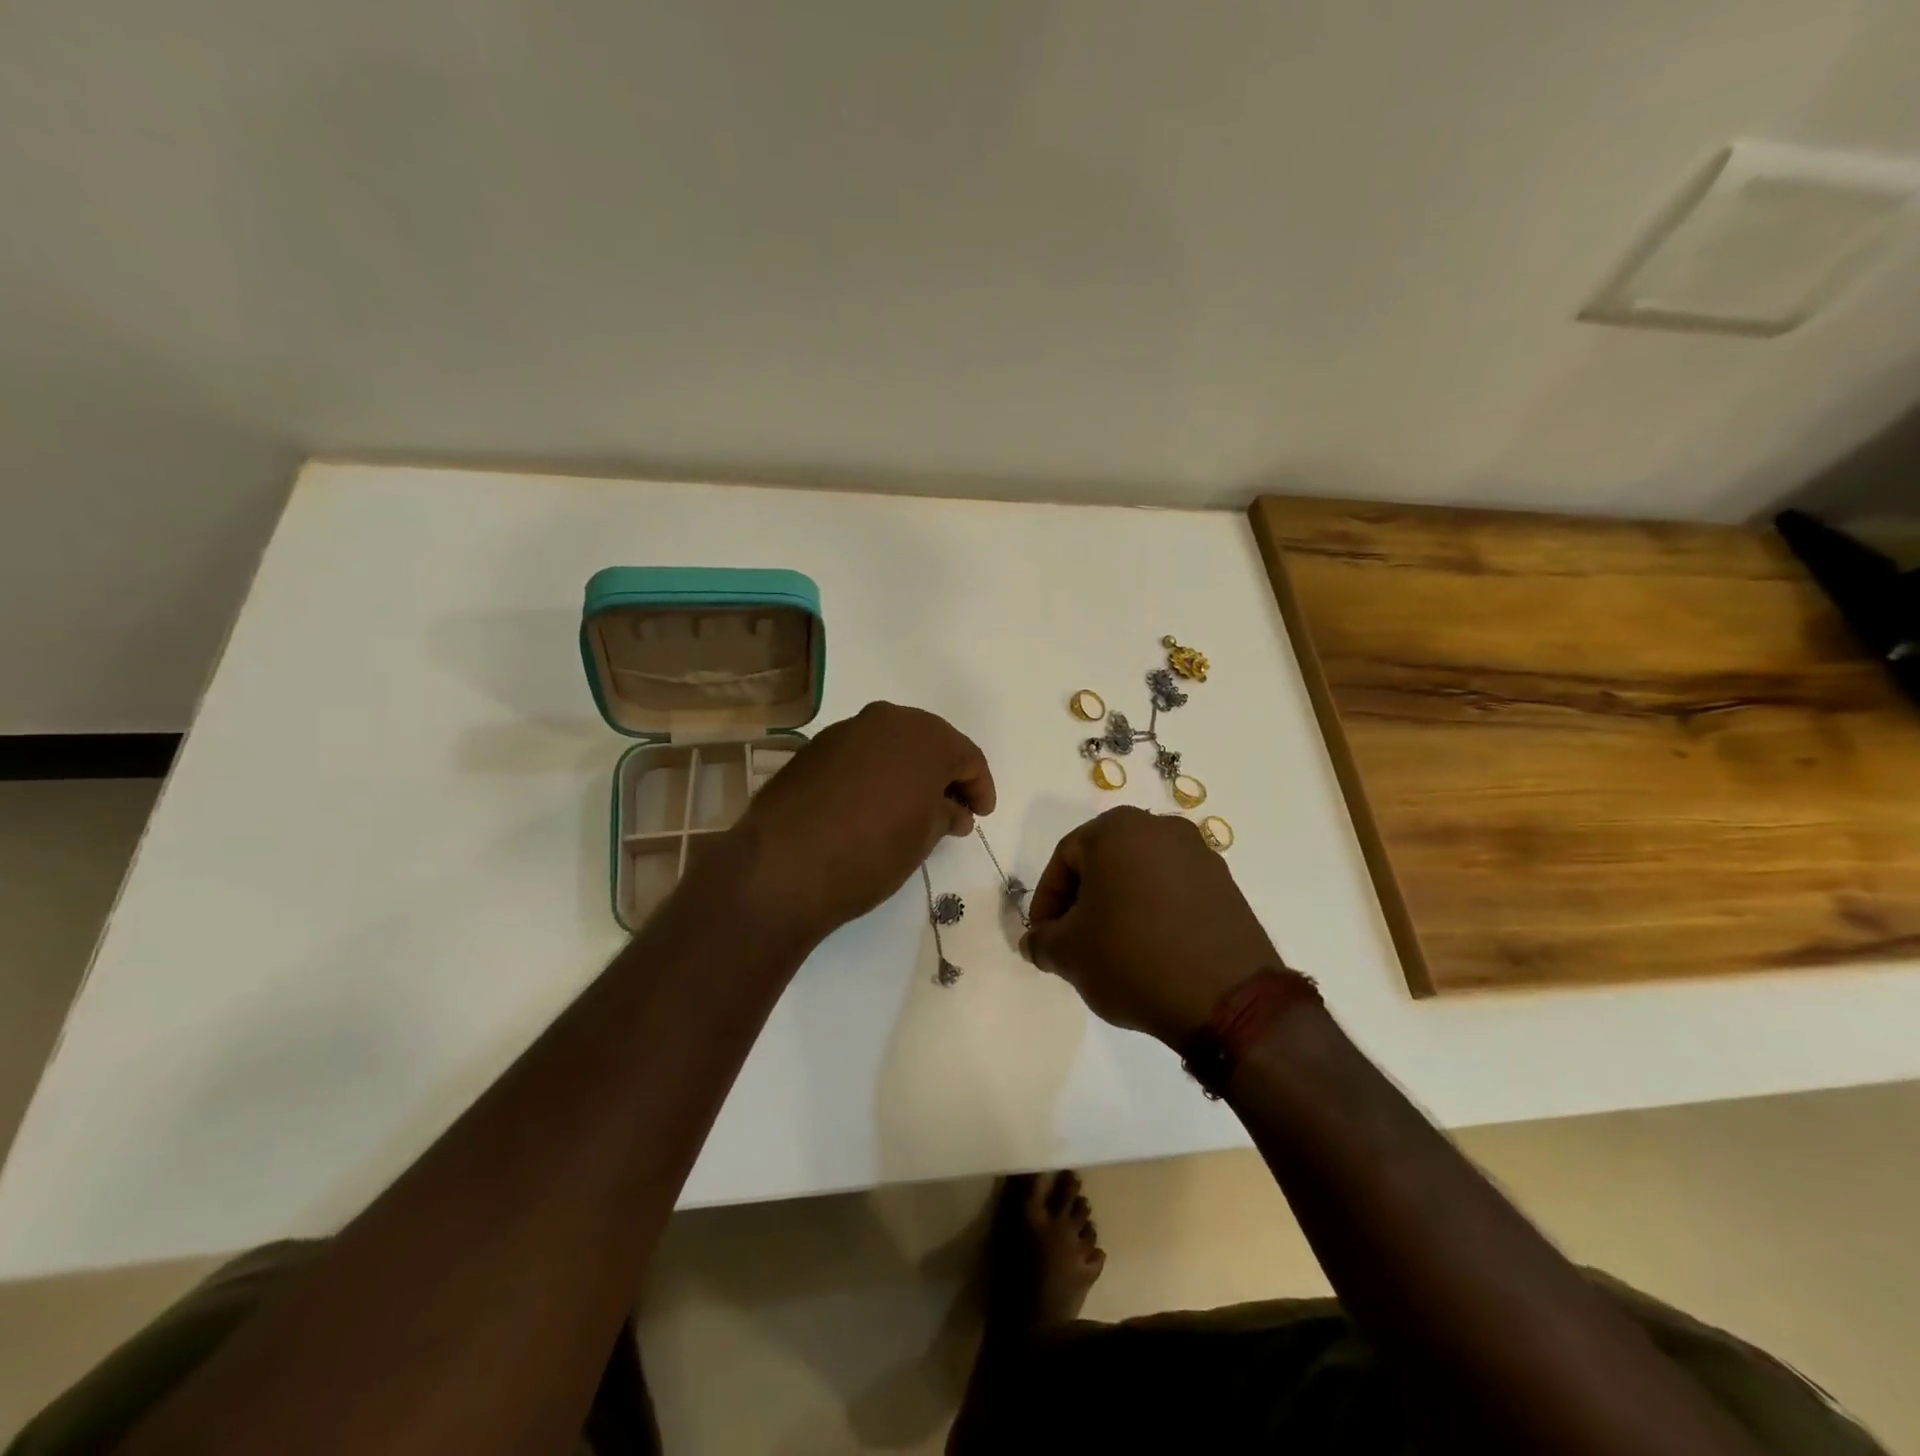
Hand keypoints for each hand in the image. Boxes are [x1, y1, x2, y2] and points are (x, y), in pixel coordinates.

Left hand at [730, 702, 995, 944]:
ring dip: (908, 770)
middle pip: (929, 742)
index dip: (979, 787)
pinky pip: (861, 753)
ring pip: (892, 744)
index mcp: (925, 737)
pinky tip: (873, 803)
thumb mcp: (923, 838)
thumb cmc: (871, 852)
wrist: (784, 867)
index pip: (967, 757)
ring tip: (912, 808)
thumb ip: (946, 814)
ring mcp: (846, 730)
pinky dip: (876, 772)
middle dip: (945, 774)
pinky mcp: (814, 748)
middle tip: (953, 809)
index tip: (981, 815)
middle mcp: (886, 720)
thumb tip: (953, 809)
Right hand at [1021, 807, 1278, 1045]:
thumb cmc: (1132, 958)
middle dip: (1083, 902)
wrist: (1227, 998)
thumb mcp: (1068, 954)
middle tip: (1074, 943)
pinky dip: (1155, 914)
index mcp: (1117, 828)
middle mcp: (1161, 828)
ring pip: (1140, 876)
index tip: (1044, 939)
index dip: (1047, 902)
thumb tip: (1036, 941)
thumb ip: (1041, 940)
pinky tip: (1151, 952)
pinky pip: (1174, 892)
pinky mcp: (1227, 885)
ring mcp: (1200, 854)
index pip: (1065, 859)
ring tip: (1113, 952)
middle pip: (1104, 863)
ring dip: (1119, 908)